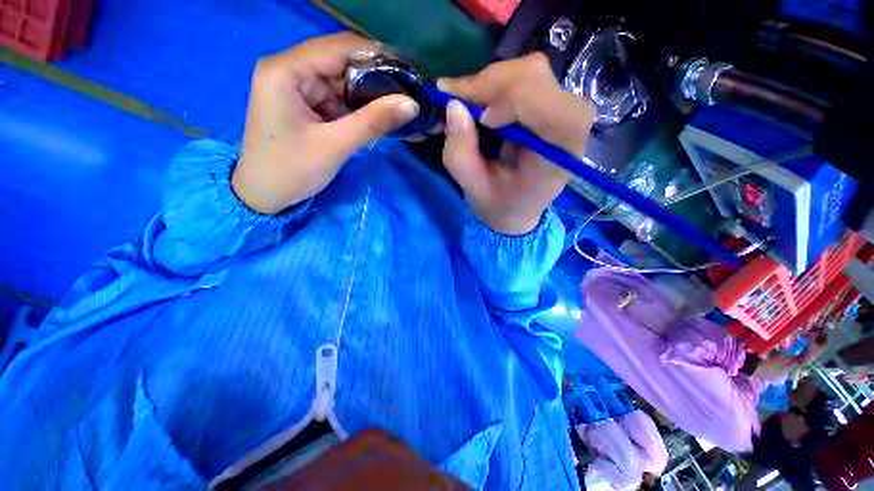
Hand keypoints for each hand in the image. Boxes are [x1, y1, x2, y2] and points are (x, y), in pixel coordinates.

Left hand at [232, 33, 419, 213]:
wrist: (264, 196)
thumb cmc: (291, 171)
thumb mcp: (335, 145)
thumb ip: (373, 122)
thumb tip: (412, 104)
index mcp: (286, 70)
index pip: (339, 47)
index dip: (378, 56)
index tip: (409, 73)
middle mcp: (291, 70)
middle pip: (343, 64)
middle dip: (378, 81)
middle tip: (411, 96)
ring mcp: (299, 89)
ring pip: (344, 84)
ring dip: (373, 98)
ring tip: (403, 110)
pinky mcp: (307, 106)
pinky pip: (340, 102)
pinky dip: (362, 111)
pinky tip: (383, 120)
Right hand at [438, 53, 594, 234]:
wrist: (521, 207)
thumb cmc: (503, 205)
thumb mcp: (475, 190)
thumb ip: (460, 155)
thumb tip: (453, 106)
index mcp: (560, 150)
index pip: (542, 102)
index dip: (506, 100)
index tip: (479, 121)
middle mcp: (572, 119)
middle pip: (531, 76)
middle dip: (486, 86)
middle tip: (455, 104)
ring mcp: (566, 106)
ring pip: (525, 70)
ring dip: (487, 85)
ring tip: (465, 108)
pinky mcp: (553, 100)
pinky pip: (523, 77)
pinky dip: (494, 86)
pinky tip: (480, 106)